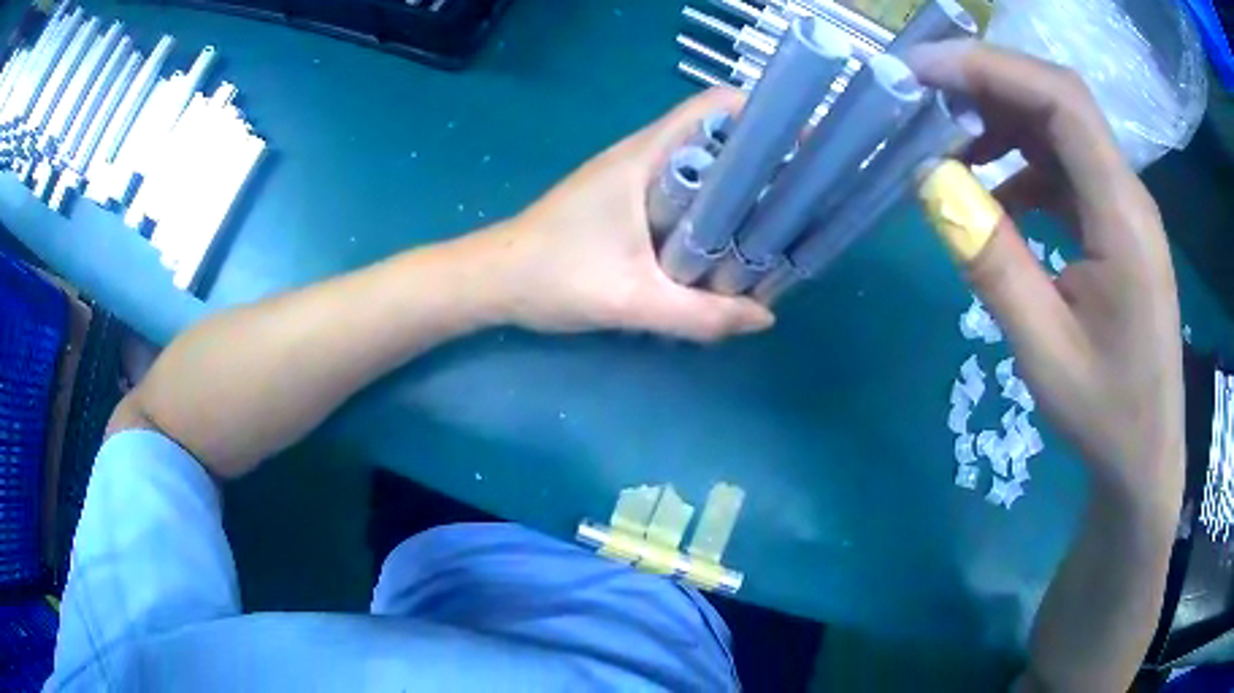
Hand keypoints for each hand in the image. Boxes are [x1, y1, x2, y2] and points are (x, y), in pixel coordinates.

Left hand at [483, 89, 774, 341]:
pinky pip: (681, 188)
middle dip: (761, 156)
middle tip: (798, 194)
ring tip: (774, 219)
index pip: (713, 107)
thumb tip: (764, 317)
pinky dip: (709, 205)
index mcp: (645, 157)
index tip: (800, 145)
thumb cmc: (551, 276)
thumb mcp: (629, 300)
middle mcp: (642, 154)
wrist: (491, 281)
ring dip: (736, 184)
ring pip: (699, 163)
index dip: (761, 115)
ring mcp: (631, 175)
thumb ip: (698, 315)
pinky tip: (725, 241)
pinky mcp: (623, 198)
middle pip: (716, 135)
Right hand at [910, 41, 1183, 505]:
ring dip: (1002, 121)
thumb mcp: (1043, 350)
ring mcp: (1123, 207)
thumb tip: (931, 183)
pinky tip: (994, 195)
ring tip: (948, 144)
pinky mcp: (1115, 225)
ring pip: (1060, 129)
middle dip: (987, 82)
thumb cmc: (1105, 414)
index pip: (1061, 101)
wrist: (1144, 455)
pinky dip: (1021, 164)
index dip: (990, 69)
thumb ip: (992, 261)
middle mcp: (1127, 194)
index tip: (922, 73)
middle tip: (922, 97)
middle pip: (1058, 100)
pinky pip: (1065, 169)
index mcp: (1121, 217)